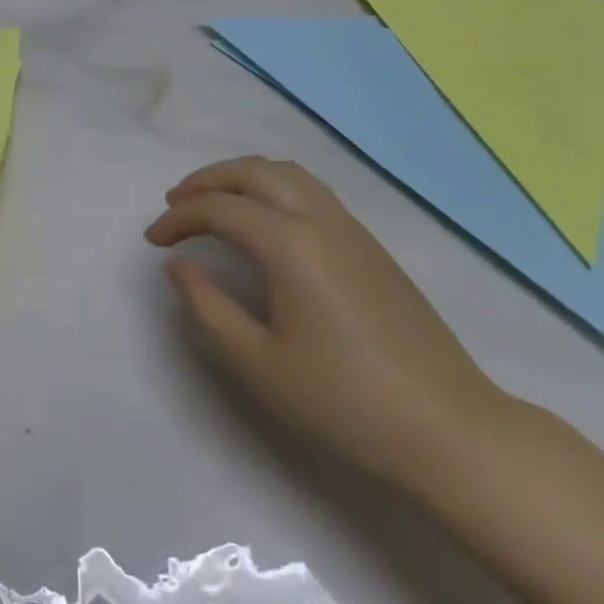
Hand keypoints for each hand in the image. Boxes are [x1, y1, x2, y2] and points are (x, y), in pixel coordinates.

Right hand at [147, 156, 513, 497]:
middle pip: (254, 172)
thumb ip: (208, 308)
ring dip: (242, 177)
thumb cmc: (346, 402)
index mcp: (291, 244)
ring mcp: (352, 230)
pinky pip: (311, 191)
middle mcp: (321, 220)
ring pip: (287, 174)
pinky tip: (265, 223)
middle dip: (207, 181)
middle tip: (175, 204)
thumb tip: (177, 266)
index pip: (219, 209)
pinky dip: (273, 188)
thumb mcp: (259, 364)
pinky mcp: (371, 247)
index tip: (153, 242)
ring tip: (215, 203)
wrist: (450, 430)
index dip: (178, 218)